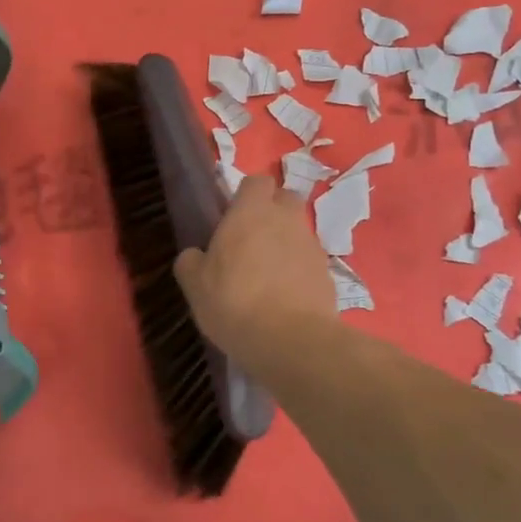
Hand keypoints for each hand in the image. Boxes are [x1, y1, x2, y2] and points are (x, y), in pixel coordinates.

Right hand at [174, 174, 335, 360]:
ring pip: (299, 231)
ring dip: (286, 244)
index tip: (233, 216)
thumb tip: (195, 255)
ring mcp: (312, 245)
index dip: (246, 195)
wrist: (291, 340)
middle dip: (272, 212)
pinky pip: (310, 261)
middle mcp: (286, 219)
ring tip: (268, 275)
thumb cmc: (234, 301)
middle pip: (285, 199)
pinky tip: (286, 297)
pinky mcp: (328, 273)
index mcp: (251, 211)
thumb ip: (191, 261)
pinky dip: (300, 271)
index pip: (257, 181)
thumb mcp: (195, 284)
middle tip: (252, 241)